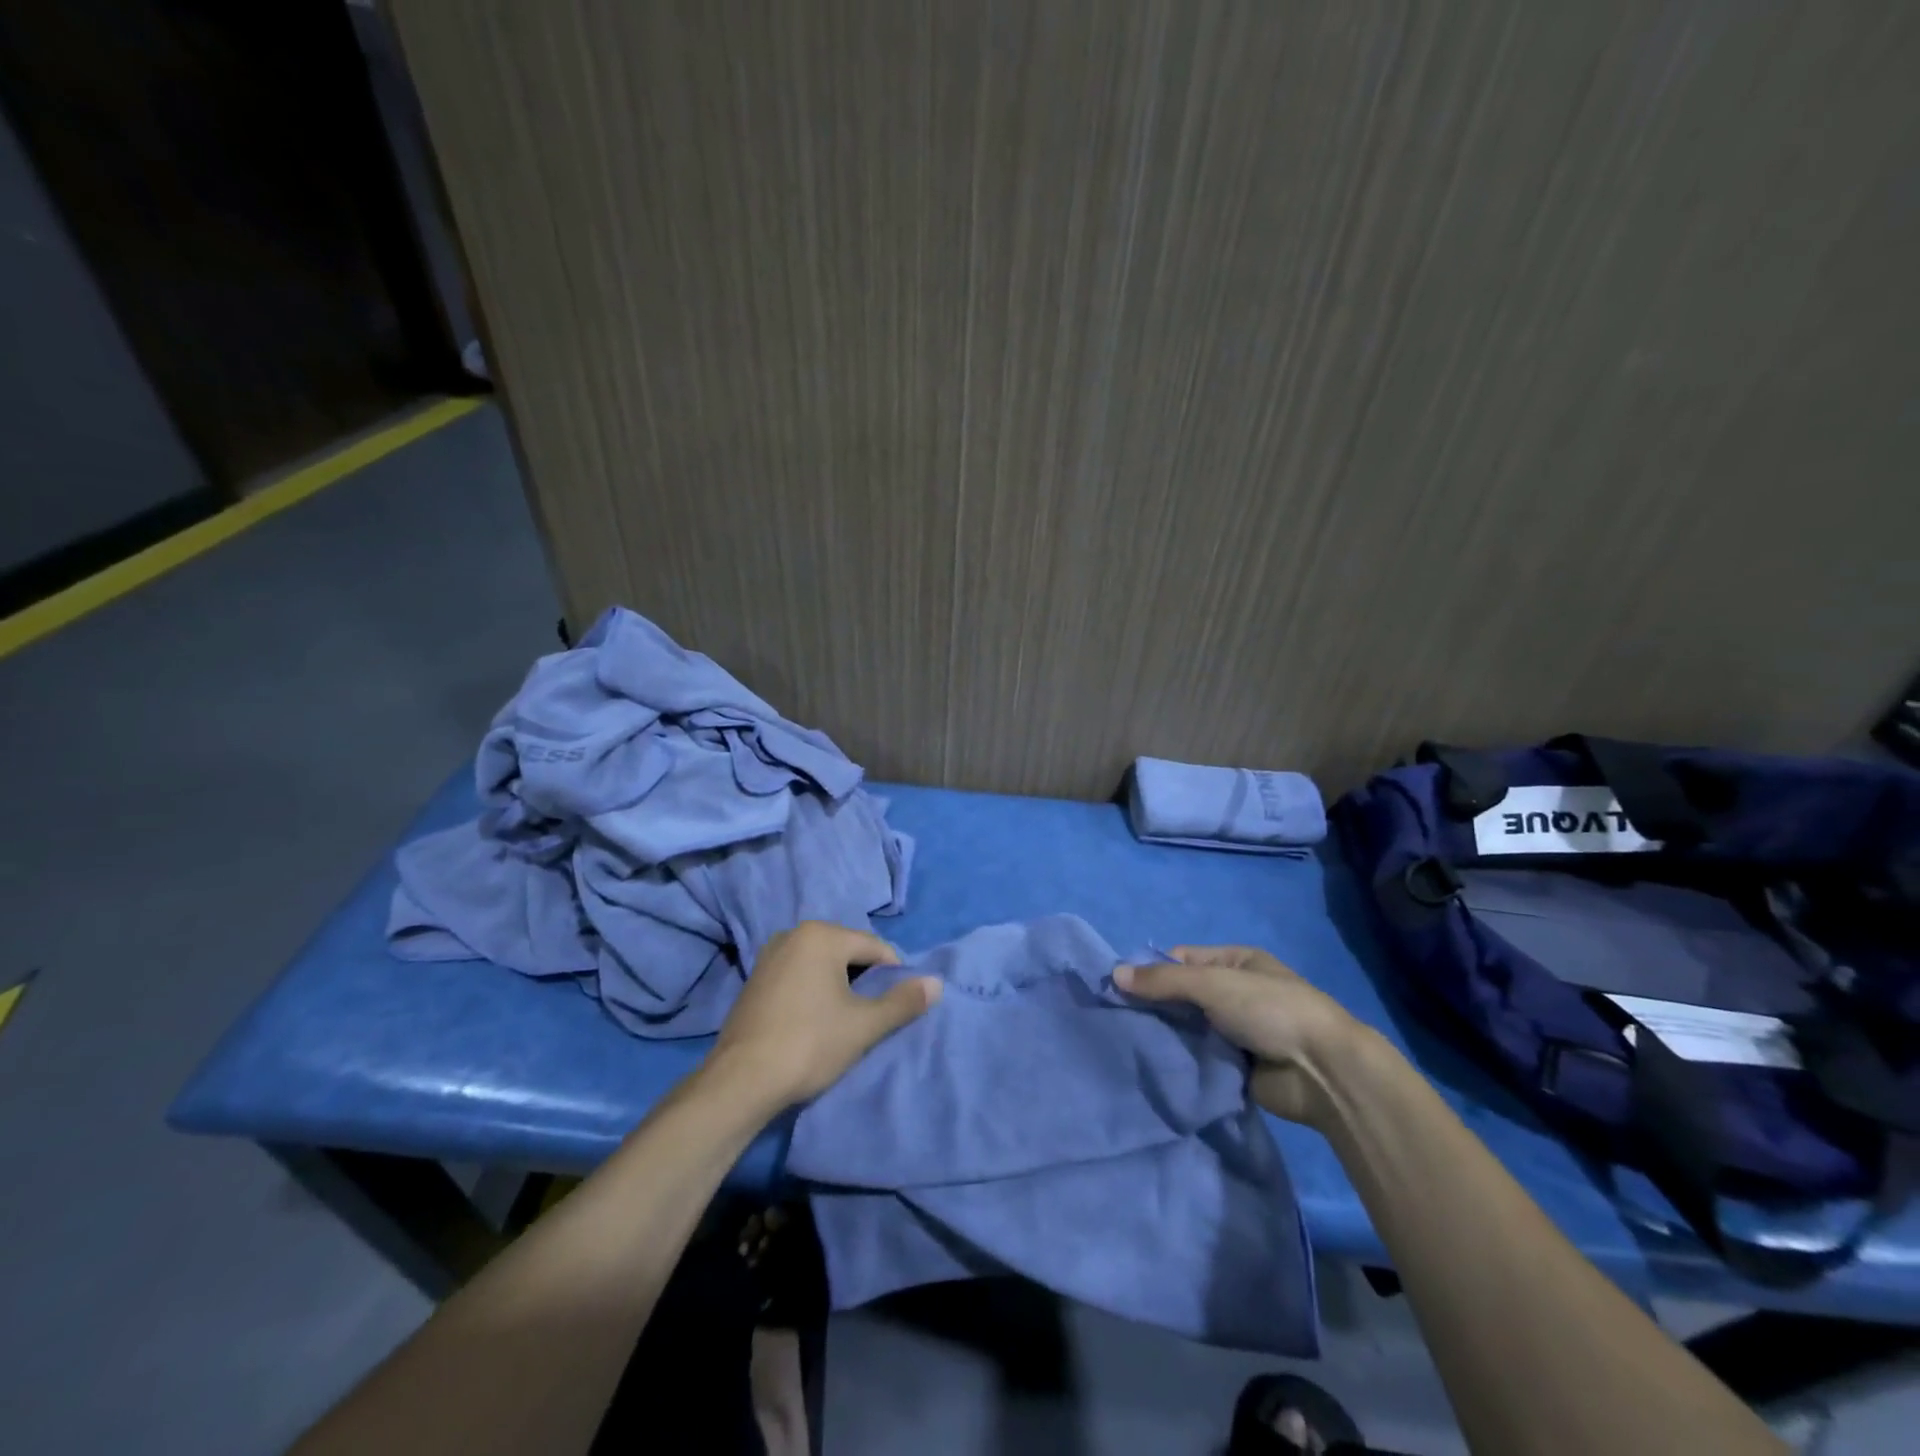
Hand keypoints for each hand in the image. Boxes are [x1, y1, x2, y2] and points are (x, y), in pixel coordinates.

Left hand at [708, 921, 941, 1109]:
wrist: (740, 1082)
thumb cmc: (809, 1044)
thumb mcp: (864, 1026)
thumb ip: (903, 1002)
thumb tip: (936, 983)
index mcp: (822, 935)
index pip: (875, 947)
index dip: (894, 975)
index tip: (897, 1007)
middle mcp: (794, 934)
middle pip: (847, 952)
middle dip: (864, 979)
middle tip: (871, 1016)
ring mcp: (769, 956)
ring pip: (821, 964)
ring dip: (838, 986)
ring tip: (844, 1021)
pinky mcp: (754, 980)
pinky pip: (798, 975)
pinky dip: (813, 991)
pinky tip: (814, 1022)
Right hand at [1115, 946, 1363, 1124]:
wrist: (1323, 1071)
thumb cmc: (1269, 1010)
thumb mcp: (1211, 983)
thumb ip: (1163, 981)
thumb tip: (1114, 975)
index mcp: (1235, 962)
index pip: (1181, 960)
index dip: (1151, 971)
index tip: (1119, 989)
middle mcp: (1235, 992)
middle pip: (1182, 995)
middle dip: (1154, 1006)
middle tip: (1118, 1019)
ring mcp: (1237, 1031)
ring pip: (1188, 1028)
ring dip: (1166, 1035)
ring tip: (1128, 1043)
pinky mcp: (1237, 1067)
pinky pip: (1199, 1058)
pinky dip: (1181, 1061)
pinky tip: (1153, 1065)